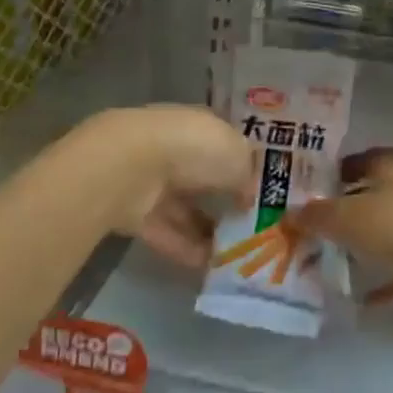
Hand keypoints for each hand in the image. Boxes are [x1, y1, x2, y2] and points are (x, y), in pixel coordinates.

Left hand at [79, 105, 254, 267]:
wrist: (132, 166)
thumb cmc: (194, 148)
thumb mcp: (238, 157)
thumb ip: (248, 176)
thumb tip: (248, 198)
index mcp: (199, 126)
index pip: (223, 145)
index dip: (242, 166)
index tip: (260, 191)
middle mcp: (175, 149)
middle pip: (202, 178)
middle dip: (223, 200)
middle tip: (250, 228)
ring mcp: (151, 181)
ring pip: (184, 209)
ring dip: (206, 230)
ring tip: (235, 255)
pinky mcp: (134, 212)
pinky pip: (167, 233)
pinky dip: (186, 248)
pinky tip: (211, 266)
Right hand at [295, 148, 392, 326]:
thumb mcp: (347, 217)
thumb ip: (317, 215)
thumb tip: (290, 213)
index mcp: (390, 168)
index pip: (359, 159)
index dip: (335, 170)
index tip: (306, 188)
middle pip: (369, 198)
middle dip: (341, 212)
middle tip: (306, 228)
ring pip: (383, 236)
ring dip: (359, 248)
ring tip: (322, 262)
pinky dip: (380, 285)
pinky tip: (354, 299)